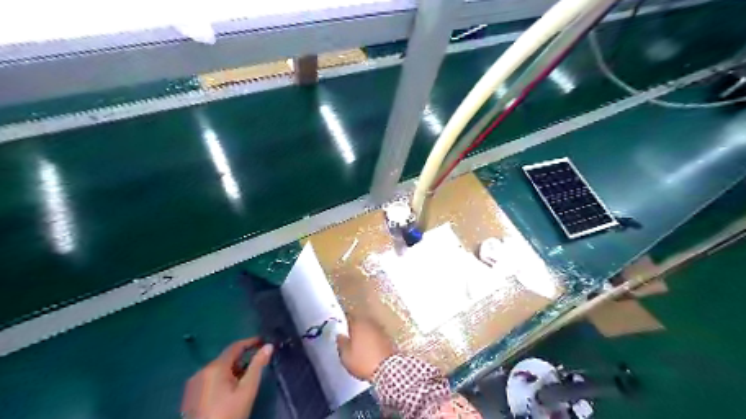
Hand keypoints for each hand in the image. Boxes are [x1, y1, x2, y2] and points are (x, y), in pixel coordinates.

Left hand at [180, 338, 271, 418]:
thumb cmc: (229, 414)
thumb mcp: (247, 390)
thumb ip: (257, 366)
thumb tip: (268, 346)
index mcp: (215, 368)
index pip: (235, 347)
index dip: (250, 342)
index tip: (264, 341)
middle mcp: (201, 371)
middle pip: (226, 358)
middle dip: (242, 358)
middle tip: (258, 362)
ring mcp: (193, 384)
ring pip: (218, 369)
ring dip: (233, 369)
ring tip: (246, 378)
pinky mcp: (190, 396)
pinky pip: (209, 380)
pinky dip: (222, 379)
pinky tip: (230, 390)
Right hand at [338, 315, 395, 380]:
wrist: (388, 368)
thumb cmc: (363, 361)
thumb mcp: (346, 356)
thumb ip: (341, 343)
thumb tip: (340, 336)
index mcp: (358, 324)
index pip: (349, 316)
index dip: (345, 320)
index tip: (341, 325)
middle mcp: (370, 323)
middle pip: (361, 321)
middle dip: (356, 326)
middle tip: (350, 335)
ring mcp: (381, 330)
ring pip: (369, 327)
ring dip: (365, 332)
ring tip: (360, 342)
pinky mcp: (389, 338)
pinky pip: (377, 335)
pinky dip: (373, 339)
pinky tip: (370, 347)